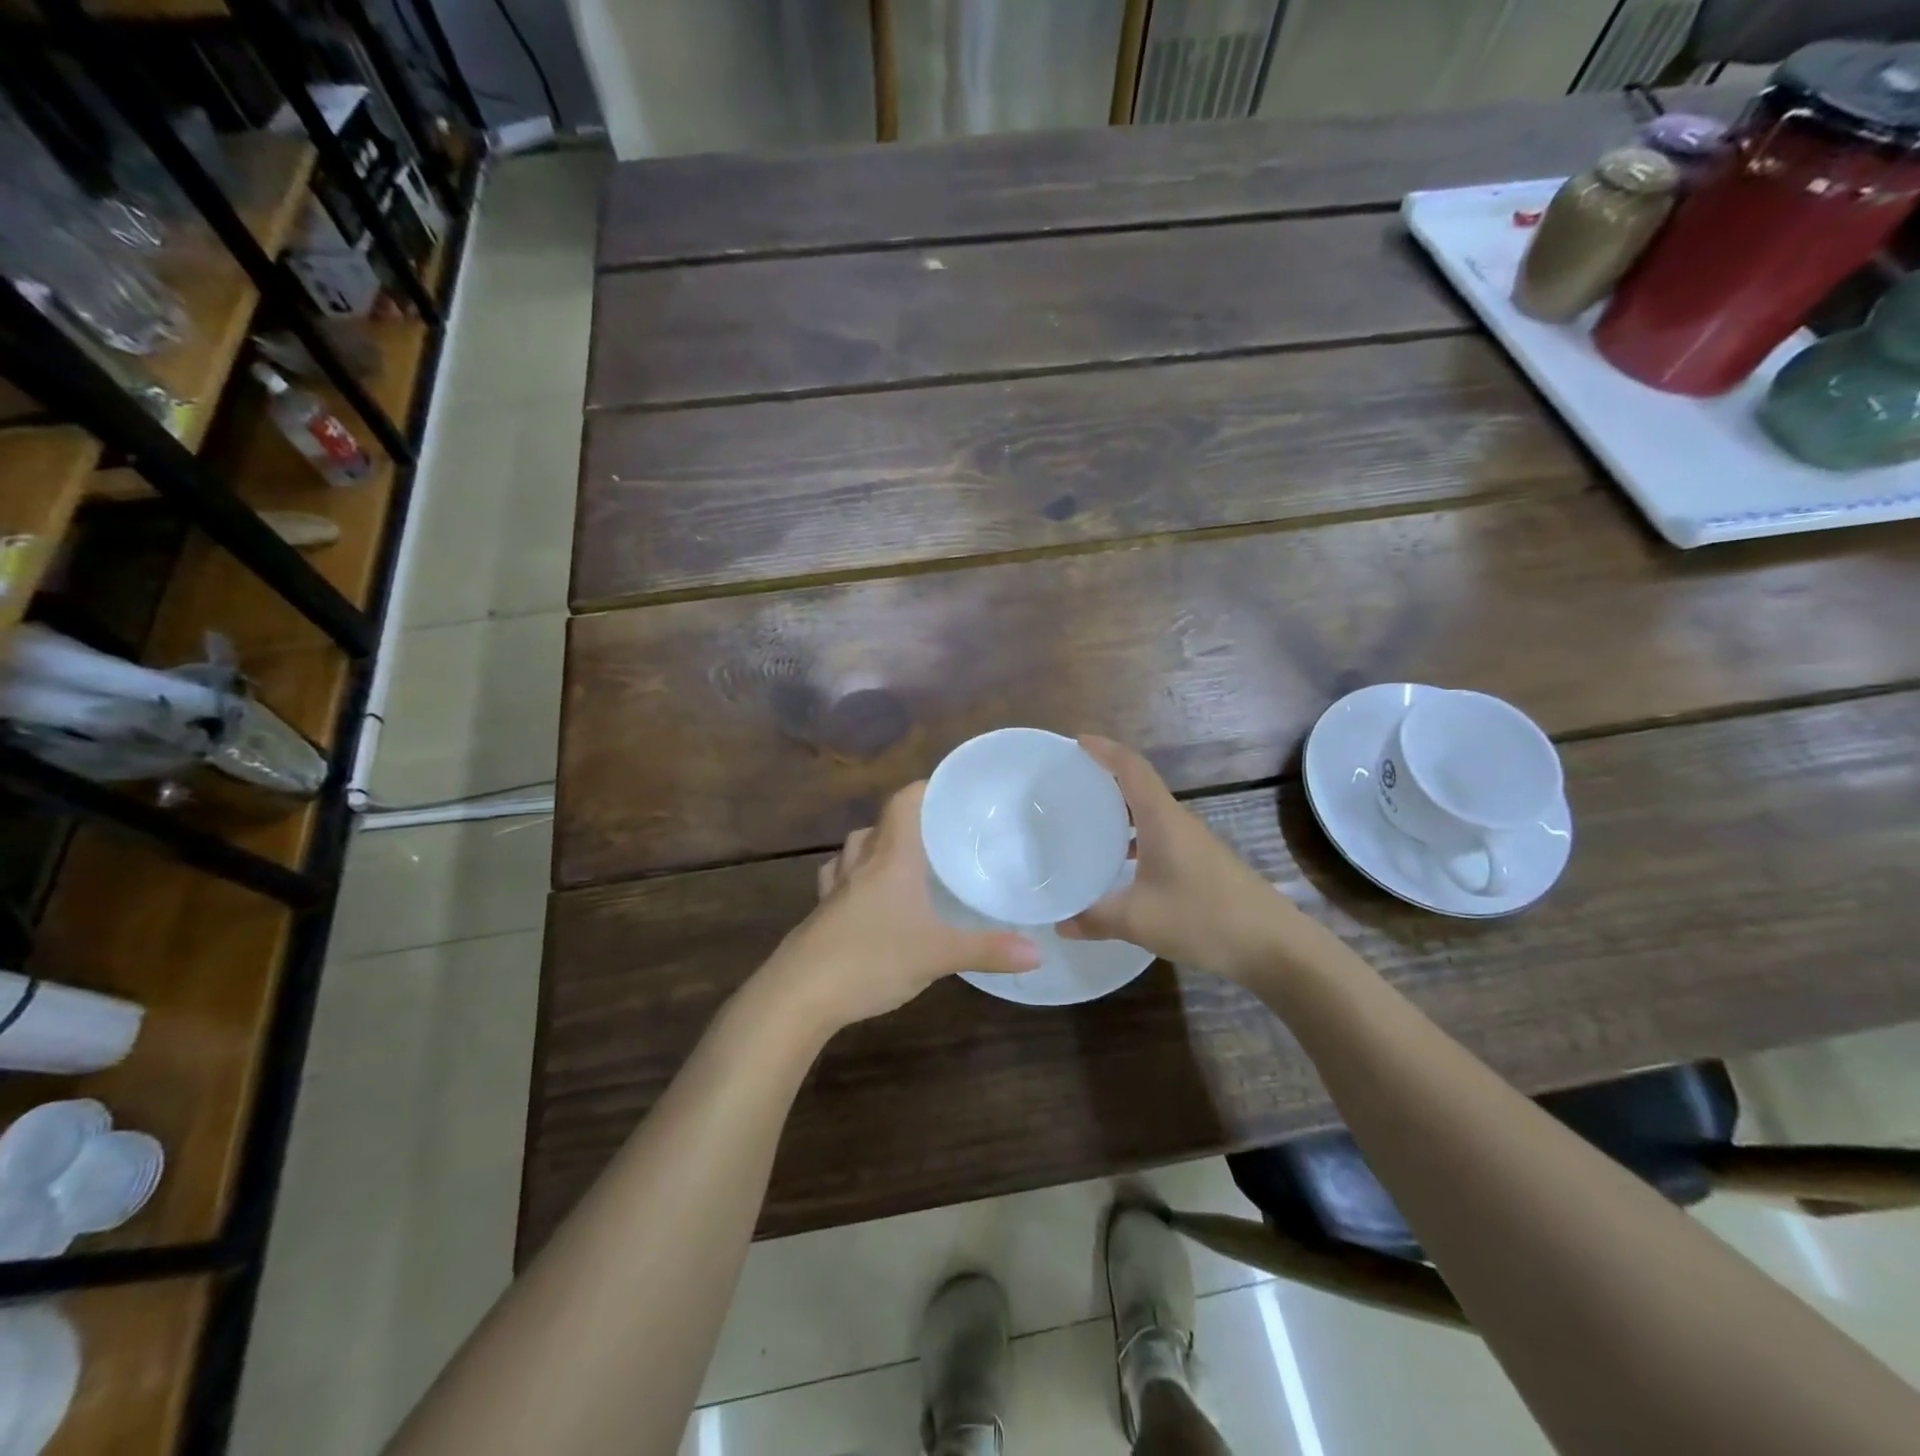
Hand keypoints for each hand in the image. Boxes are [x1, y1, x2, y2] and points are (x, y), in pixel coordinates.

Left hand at [766, 782, 1041, 1030]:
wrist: (801, 993)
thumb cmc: (873, 958)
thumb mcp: (939, 955)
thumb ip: (989, 950)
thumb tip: (1039, 951)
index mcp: (891, 857)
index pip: (904, 802)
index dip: (925, 789)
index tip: (952, 793)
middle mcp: (861, 862)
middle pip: (880, 823)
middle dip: (907, 821)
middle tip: (938, 835)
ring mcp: (835, 887)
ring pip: (854, 848)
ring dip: (876, 846)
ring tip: (902, 860)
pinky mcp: (820, 913)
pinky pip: (837, 879)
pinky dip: (853, 877)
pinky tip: (866, 897)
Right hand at [1059, 736, 1304, 979]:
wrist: (1274, 946)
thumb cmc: (1203, 918)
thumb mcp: (1138, 920)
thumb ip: (1094, 918)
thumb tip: (1060, 923)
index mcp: (1162, 819)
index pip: (1131, 767)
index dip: (1104, 749)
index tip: (1076, 742)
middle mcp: (1178, 821)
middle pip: (1139, 785)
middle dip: (1105, 777)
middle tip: (1070, 783)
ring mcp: (1194, 843)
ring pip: (1150, 813)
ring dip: (1120, 809)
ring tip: (1086, 819)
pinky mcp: (1202, 864)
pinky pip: (1159, 836)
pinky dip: (1134, 836)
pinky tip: (1119, 863)